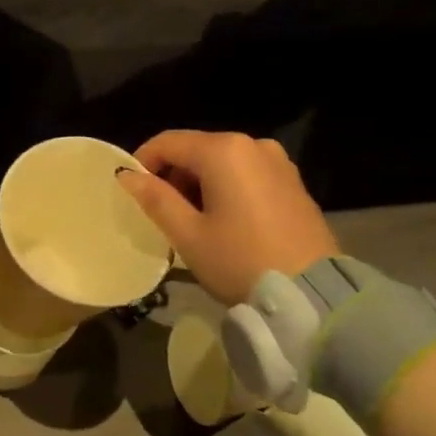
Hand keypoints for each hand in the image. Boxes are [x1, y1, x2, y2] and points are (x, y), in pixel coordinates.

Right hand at [118, 131, 339, 305]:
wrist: (309, 293)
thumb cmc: (239, 261)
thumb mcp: (188, 235)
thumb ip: (155, 199)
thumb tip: (126, 175)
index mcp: (224, 151)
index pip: (169, 142)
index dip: (143, 161)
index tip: (131, 190)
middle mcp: (253, 145)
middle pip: (197, 149)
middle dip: (173, 176)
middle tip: (161, 214)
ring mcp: (279, 162)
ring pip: (223, 162)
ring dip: (199, 184)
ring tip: (191, 222)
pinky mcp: (293, 182)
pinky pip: (247, 174)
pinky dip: (226, 189)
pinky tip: (223, 222)